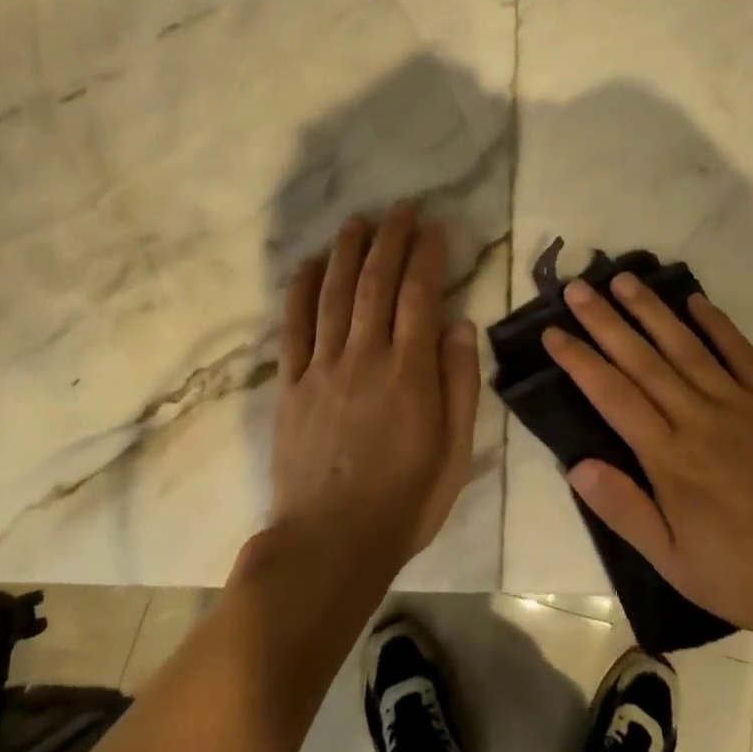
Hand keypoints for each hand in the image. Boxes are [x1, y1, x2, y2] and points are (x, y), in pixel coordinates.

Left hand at [270, 202, 480, 577]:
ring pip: (335, 295)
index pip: (419, 296)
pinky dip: (300, 291)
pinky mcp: (292, 385)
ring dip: (347, 252)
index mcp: (409, 373)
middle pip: (376, 283)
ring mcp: (323, 368)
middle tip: (400, 207)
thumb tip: (460, 324)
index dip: (427, 255)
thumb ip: (459, 384)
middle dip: (390, 239)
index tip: (434, 226)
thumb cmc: (404, 501)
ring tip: (358, 220)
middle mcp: (365, 357)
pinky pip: (294, 328)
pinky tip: (308, 264)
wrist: (329, 544)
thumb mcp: (454, 452)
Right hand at [544, 276, 752, 641]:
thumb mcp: (675, 563)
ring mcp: (740, 403)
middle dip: (605, 321)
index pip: (613, 395)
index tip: (552, 333)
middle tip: (577, 288)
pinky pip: (740, 352)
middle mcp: (699, 418)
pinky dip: (716, 323)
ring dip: (651, 310)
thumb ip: (625, 510)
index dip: (580, 360)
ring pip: (685, 345)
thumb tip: (576, 465)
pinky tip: (694, 299)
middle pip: (642, 360)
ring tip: (623, 279)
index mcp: (670, 458)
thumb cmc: (747, 574)